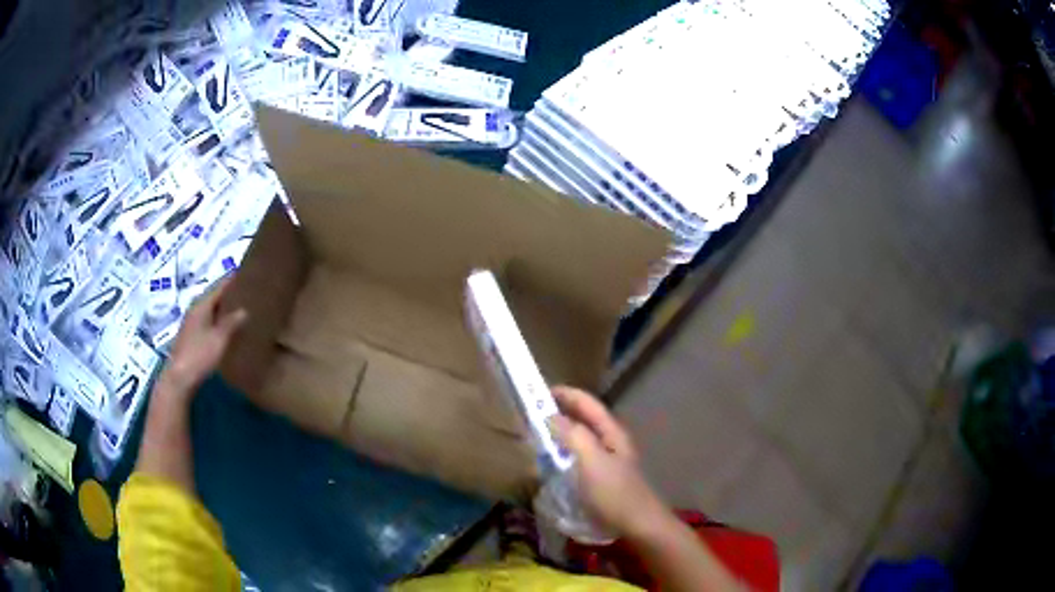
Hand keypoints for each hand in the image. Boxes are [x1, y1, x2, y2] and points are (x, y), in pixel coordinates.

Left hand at [161, 276, 247, 396]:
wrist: (179, 378)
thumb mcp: (219, 339)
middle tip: (245, 292)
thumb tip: (244, 310)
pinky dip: (216, 320)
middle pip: (212, 297)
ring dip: (221, 309)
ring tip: (238, 309)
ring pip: (209, 310)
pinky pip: (206, 322)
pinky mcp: (190, 337)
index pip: (218, 287)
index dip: (230, 280)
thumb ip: (231, 323)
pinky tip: (224, 328)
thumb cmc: (199, 355)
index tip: (245, 273)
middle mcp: (194, 310)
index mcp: (201, 306)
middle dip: (227, 294)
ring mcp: (191, 324)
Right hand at [551, 386, 666, 538]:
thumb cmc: (615, 492)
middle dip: (560, 413)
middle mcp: (611, 442)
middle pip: (584, 419)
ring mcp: (608, 461)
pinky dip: (564, 454)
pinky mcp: (603, 479)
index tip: (537, 392)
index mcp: (611, 432)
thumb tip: (551, 416)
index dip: (565, 394)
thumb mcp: (592, 461)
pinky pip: (579, 458)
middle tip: (532, 415)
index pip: (586, 403)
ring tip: (537, 437)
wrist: (639, 526)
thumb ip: (573, 435)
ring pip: (581, 439)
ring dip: (561, 434)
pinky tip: (552, 464)